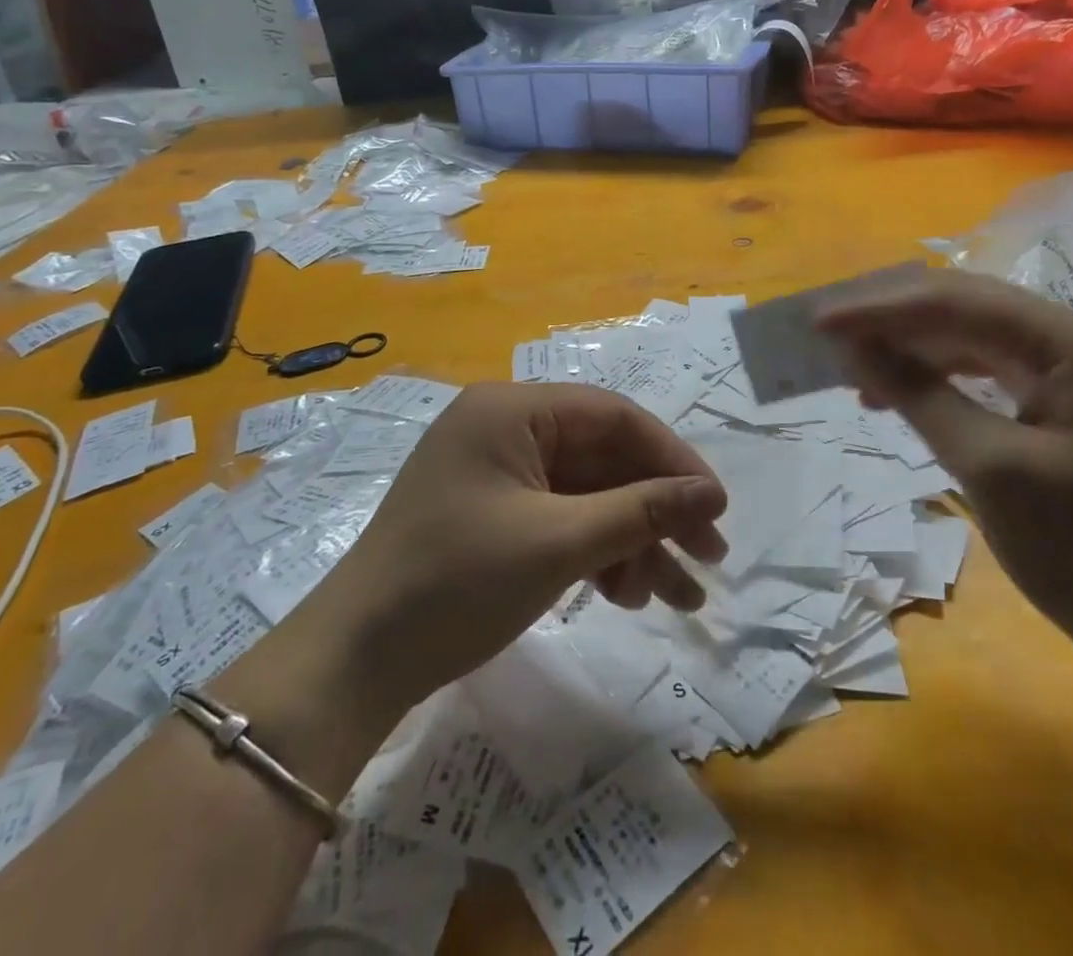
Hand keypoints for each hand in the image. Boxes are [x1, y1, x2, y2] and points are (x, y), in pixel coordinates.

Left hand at [278, 383, 728, 723]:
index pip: (612, 417)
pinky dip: (596, 553)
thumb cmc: (457, 582)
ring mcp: (498, 473)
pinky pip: (561, 519)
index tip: (716, 506)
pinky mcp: (494, 513)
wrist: (356, 661)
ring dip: (632, 541)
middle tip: (709, 558)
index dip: (671, 459)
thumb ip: (641, 511)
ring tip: (676, 597)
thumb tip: (712, 494)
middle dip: (656, 511)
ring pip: (587, 496)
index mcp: (512, 410)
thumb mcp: (559, 543)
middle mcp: (506, 429)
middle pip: (603, 459)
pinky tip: (626, 594)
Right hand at [819, 270, 1072, 709]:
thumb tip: (854, 347)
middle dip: (893, 320)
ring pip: (978, 338)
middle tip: (827, 339)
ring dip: (914, 349)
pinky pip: (996, 371)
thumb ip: (919, 396)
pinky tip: (904, 393)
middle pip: (969, 308)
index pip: (959, 301)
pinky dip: (944, 378)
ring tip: (854, 370)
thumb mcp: (991, 471)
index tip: (817, 323)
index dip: (880, 308)